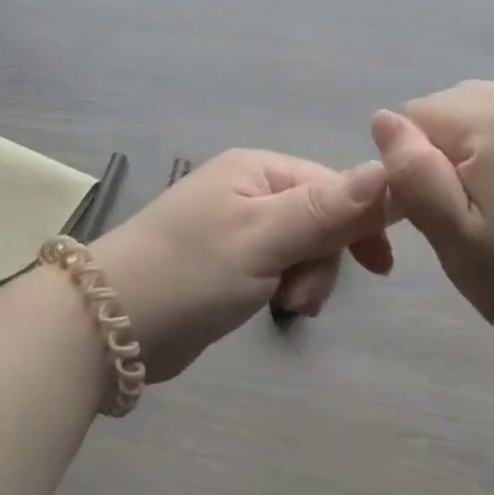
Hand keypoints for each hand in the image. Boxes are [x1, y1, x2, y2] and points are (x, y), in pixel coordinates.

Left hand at [90, 150, 394, 382]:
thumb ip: (325, 207)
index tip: (379, 266)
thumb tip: (386, 167)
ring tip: (286, 307)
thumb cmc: (190, 272)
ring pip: (302, 247)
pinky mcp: (227, 263)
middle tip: (302, 297)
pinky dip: (284, 287)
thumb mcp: (263, 237)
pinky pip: (278, 267)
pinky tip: (274, 308)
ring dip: (305, 278)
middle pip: (320, 217)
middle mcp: (248, 190)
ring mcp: (236, 227)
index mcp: (256, 169)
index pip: (332, 184)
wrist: (107, 327)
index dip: (360, 220)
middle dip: (323, 259)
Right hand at [371, 81, 493, 359]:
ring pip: (472, 106)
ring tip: (481, 194)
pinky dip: (493, 139)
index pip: (413, 116)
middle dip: (436, 148)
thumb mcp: (449, 233)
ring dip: (463, 142)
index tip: (432, 206)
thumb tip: (382, 119)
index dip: (411, 161)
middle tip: (457, 206)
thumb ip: (412, 172)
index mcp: (489, 122)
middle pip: (443, 106)